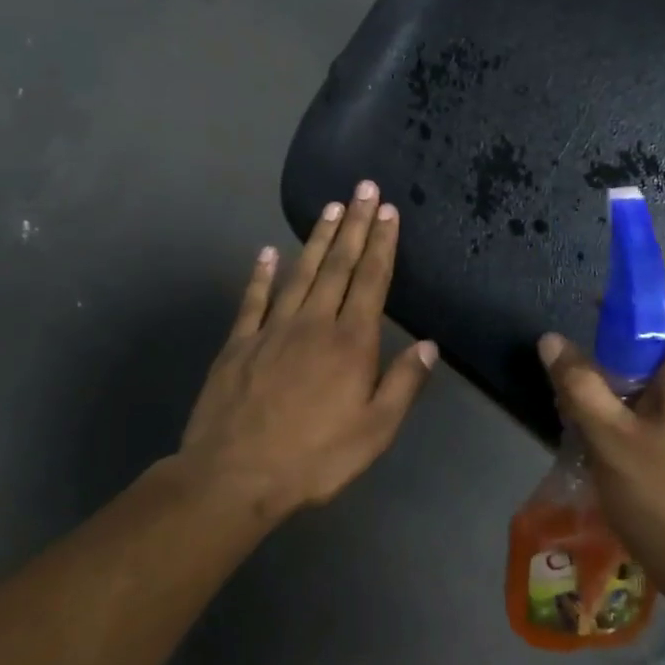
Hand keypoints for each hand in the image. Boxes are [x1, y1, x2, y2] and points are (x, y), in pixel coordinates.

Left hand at [179, 180, 436, 522]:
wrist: (235, 476)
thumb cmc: (315, 458)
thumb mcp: (375, 431)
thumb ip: (403, 384)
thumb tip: (429, 345)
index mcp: (350, 343)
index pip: (371, 281)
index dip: (381, 244)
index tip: (388, 211)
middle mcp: (313, 323)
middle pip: (338, 265)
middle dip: (354, 224)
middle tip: (363, 188)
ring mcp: (272, 329)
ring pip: (299, 272)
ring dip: (317, 238)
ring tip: (330, 207)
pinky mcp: (239, 343)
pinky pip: (253, 299)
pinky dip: (260, 273)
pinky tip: (266, 252)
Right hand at [537, 275, 664, 625]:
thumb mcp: (609, 442)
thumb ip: (579, 385)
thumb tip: (552, 340)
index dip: (639, 285)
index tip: (598, 304)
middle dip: (619, 347)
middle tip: (580, 378)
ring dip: (628, 385)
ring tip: (591, 420)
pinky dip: (647, 410)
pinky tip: (620, 449)